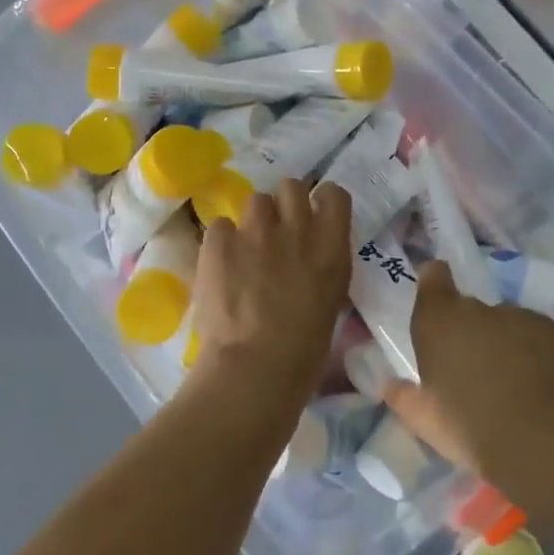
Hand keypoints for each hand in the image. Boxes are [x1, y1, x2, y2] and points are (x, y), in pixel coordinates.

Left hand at [191, 178, 351, 409]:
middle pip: (291, 186)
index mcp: (331, 247)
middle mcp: (296, 228)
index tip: (314, 215)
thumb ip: (322, 268)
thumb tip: (309, 259)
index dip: (322, 201)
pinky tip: (221, 267)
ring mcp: (255, 231)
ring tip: (246, 250)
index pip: (334, 194)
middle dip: (284, 203)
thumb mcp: (330, 303)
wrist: (254, 368)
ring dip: (254, 221)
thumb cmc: (303, 353)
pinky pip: (220, 225)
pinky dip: (221, 242)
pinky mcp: (219, 241)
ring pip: (255, 201)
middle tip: (277, 230)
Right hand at [381, 260, 553, 477]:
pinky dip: (533, 350)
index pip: (434, 276)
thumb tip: (391, 384)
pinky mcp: (549, 329)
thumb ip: (402, 394)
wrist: (526, 437)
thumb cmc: (462, 424)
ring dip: (502, 341)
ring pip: (505, 322)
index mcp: (437, 320)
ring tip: (508, 379)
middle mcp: (474, 308)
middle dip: (470, 330)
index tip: (438, 296)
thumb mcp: (419, 416)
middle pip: (470, 309)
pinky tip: (534, 380)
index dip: (435, 281)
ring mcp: (515, 315)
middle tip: (473, 366)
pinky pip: (536, 334)